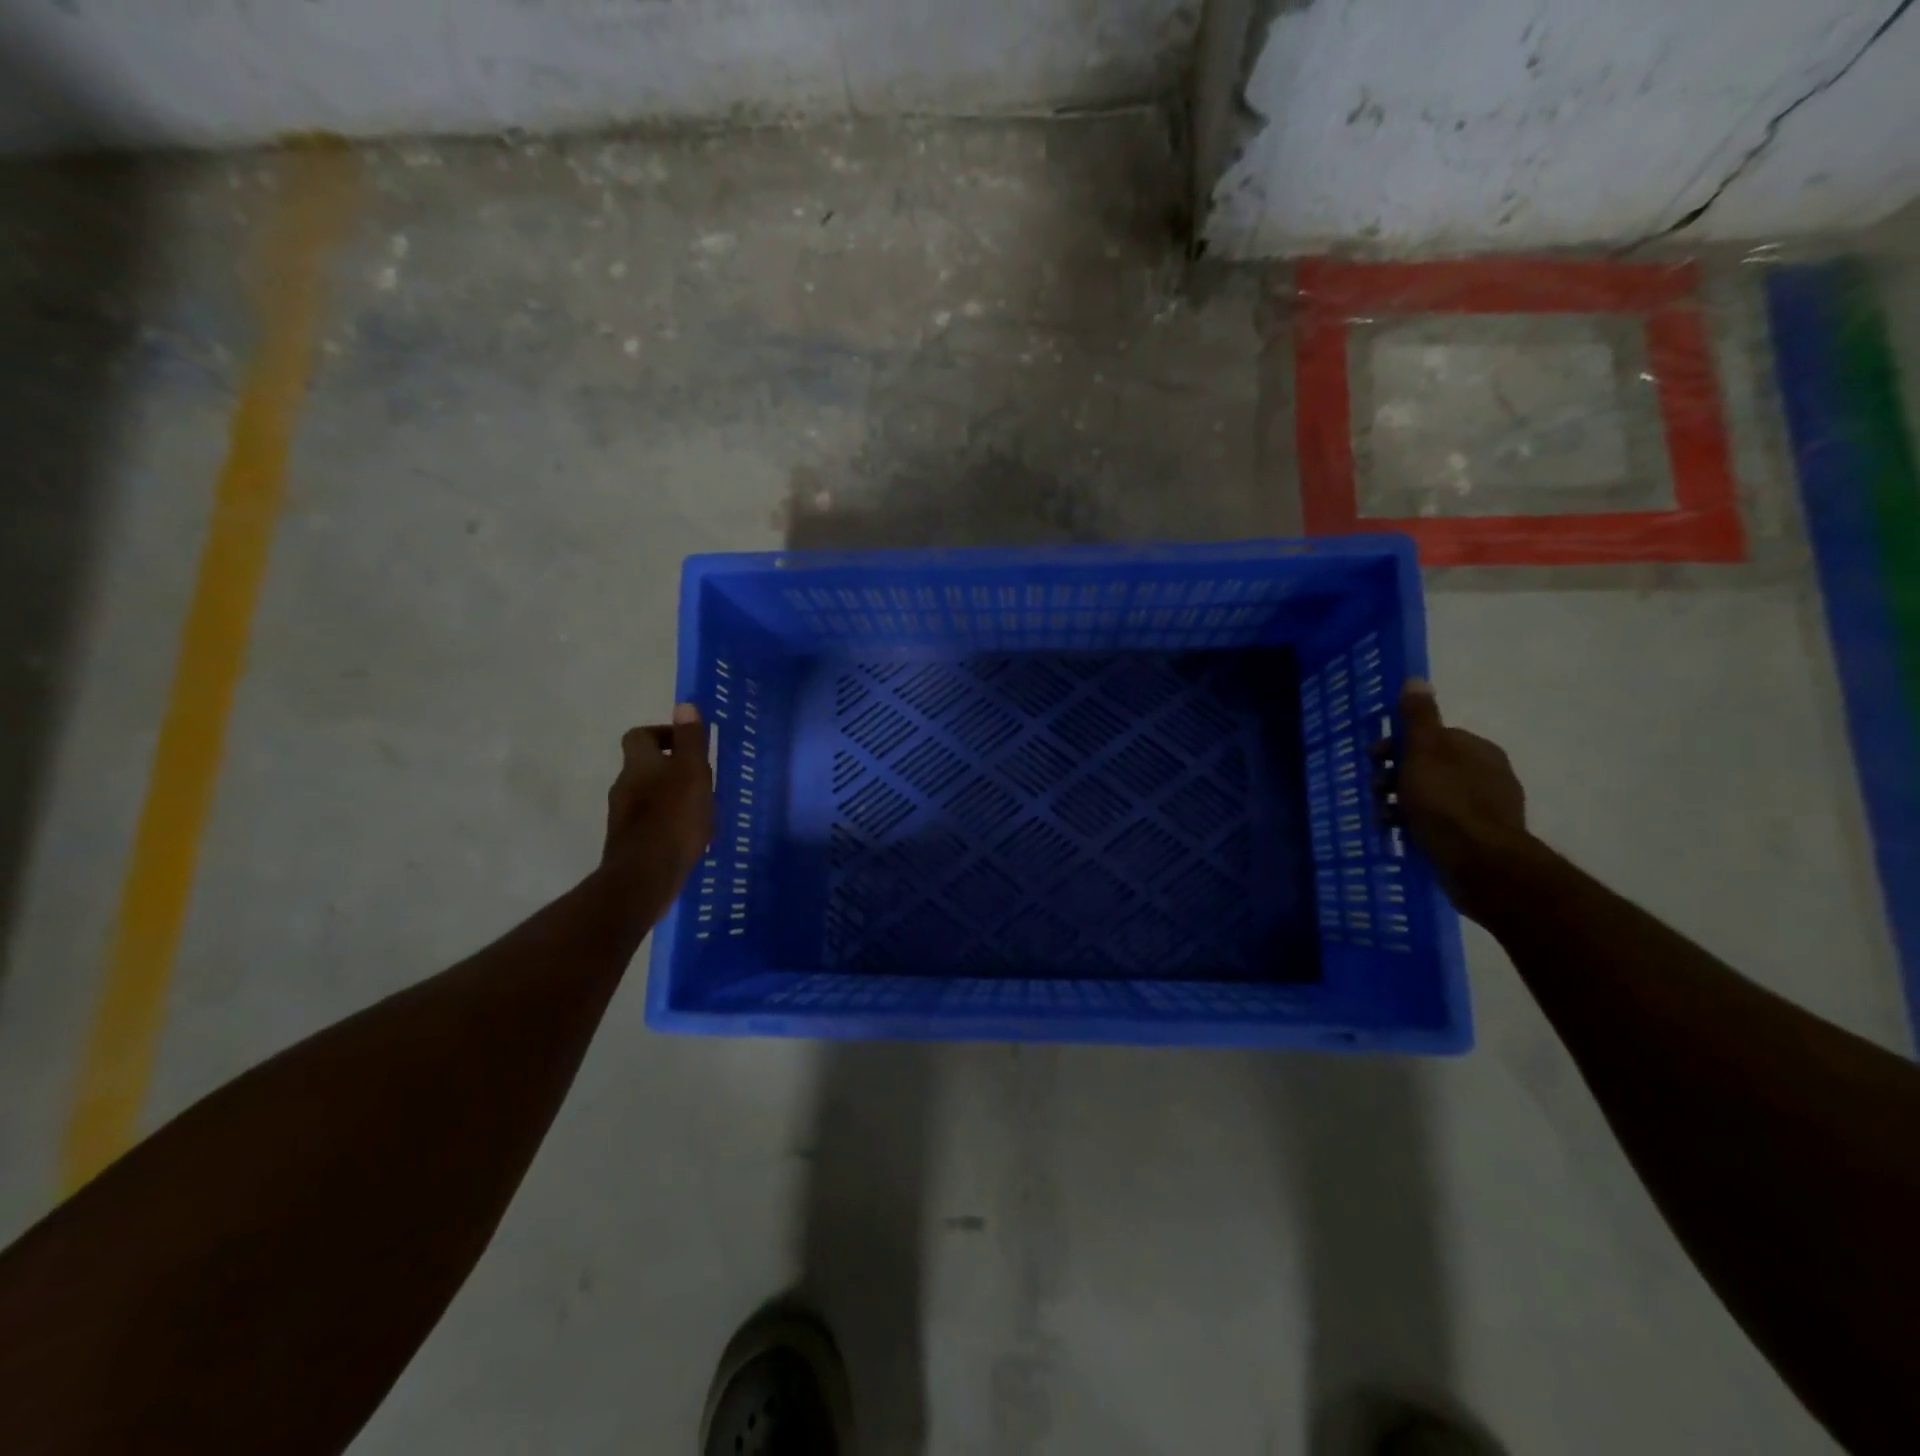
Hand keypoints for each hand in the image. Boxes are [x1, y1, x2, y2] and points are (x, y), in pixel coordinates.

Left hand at [602, 704, 714, 905]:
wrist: (644, 876)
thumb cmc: (674, 818)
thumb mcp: (692, 772)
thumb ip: (691, 740)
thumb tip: (684, 705)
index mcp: (639, 764)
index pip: (640, 735)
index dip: (663, 734)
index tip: (689, 745)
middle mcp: (624, 785)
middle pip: (644, 766)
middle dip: (671, 768)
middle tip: (702, 778)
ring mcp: (623, 817)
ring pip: (648, 795)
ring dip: (671, 796)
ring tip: (701, 808)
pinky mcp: (629, 843)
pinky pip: (650, 822)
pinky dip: (667, 822)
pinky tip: (689, 836)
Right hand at [1389, 679, 1528, 916]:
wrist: (1480, 863)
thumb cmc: (1446, 802)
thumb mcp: (1423, 753)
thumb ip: (1419, 718)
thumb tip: (1416, 680)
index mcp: (1477, 749)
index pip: (1431, 737)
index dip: (1397, 746)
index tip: (1374, 759)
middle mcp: (1487, 774)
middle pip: (1429, 767)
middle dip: (1396, 777)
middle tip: (1375, 792)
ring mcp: (1486, 808)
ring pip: (1431, 796)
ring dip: (1401, 804)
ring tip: (1384, 819)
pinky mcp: (1479, 838)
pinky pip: (1439, 823)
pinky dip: (1417, 825)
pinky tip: (1401, 835)